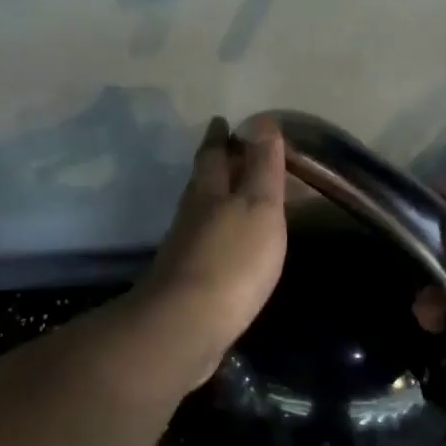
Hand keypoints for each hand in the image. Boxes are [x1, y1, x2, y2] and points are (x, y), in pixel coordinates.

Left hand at [136, 115, 287, 385]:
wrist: (187, 325)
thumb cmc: (232, 260)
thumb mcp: (259, 207)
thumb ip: (262, 167)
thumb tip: (261, 120)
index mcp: (209, 192)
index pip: (213, 155)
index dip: (220, 137)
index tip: (222, 122)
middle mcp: (190, 216)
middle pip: (201, 183)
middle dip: (213, 166)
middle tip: (227, 153)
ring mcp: (184, 251)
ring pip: (199, 214)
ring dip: (213, 201)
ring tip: (230, 197)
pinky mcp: (185, 282)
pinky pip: (203, 247)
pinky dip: (215, 236)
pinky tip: (225, 247)